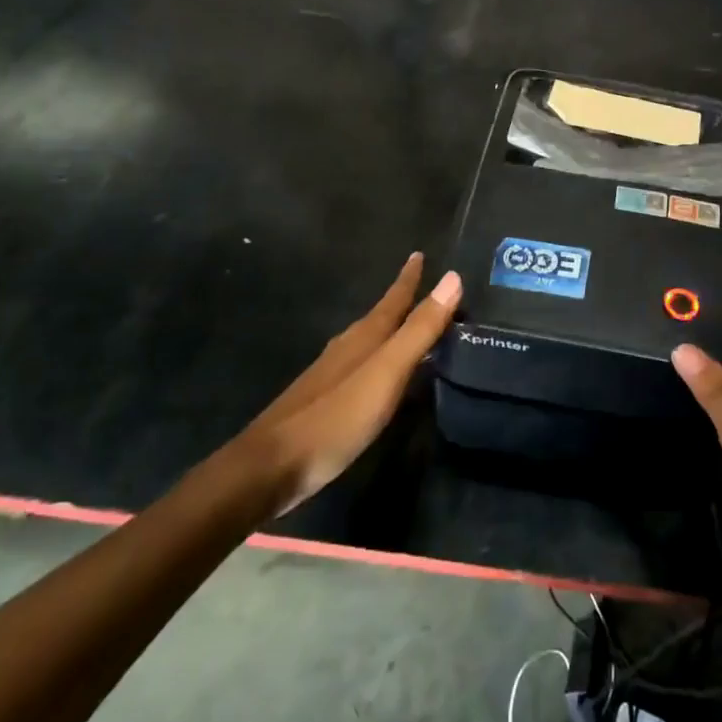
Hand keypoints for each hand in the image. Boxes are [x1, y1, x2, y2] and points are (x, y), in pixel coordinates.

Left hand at [237, 253, 461, 511]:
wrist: (269, 468)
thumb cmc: (335, 418)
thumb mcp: (386, 372)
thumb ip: (419, 329)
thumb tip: (452, 277)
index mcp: (364, 337)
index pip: (394, 298)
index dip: (409, 278)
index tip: (419, 254)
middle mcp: (347, 348)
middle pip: (381, 317)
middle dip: (404, 303)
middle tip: (429, 292)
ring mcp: (331, 375)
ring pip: (368, 342)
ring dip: (391, 332)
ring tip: (410, 328)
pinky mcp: (323, 401)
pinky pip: (360, 367)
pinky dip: (379, 360)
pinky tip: (381, 376)